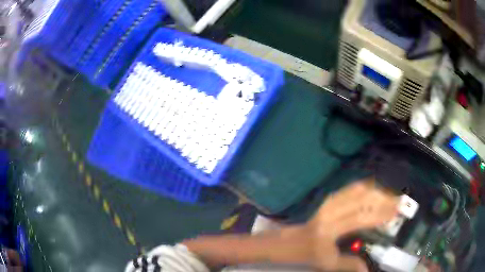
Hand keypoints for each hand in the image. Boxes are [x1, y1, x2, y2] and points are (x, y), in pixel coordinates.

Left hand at [305, 180, 398, 271]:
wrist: (291, 241)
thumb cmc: (310, 254)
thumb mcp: (329, 263)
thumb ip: (349, 264)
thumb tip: (368, 269)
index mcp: (330, 230)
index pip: (360, 219)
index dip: (379, 215)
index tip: (395, 212)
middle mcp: (330, 212)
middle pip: (361, 200)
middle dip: (382, 200)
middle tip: (398, 202)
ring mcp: (329, 203)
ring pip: (357, 191)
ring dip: (376, 192)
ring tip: (391, 196)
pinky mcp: (329, 199)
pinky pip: (349, 189)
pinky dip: (365, 188)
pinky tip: (375, 189)